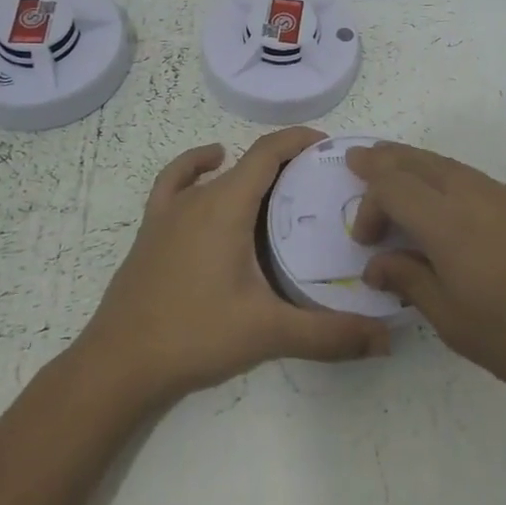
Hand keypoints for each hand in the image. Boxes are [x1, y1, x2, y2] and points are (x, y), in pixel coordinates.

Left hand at [77, 128, 390, 405]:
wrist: (119, 364)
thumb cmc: (195, 335)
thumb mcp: (268, 332)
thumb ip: (329, 334)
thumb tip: (386, 340)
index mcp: (227, 205)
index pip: (268, 152)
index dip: (299, 140)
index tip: (330, 146)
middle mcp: (199, 197)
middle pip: (248, 162)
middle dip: (286, 162)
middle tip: (320, 182)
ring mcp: (170, 212)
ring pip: (217, 173)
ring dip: (248, 169)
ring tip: (278, 185)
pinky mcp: (152, 229)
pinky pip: (175, 182)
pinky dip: (195, 167)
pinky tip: (209, 168)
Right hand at [347, 142, 505, 419]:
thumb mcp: (453, 320)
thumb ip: (410, 281)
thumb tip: (379, 264)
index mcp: (448, 221)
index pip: (393, 185)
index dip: (369, 200)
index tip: (363, 236)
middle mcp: (473, 194)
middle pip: (418, 161)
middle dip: (384, 159)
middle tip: (358, 160)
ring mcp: (504, 196)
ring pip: (446, 164)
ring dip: (414, 164)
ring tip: (394, 174)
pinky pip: (470, 177)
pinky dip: (442, 176)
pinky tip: (443, 202)